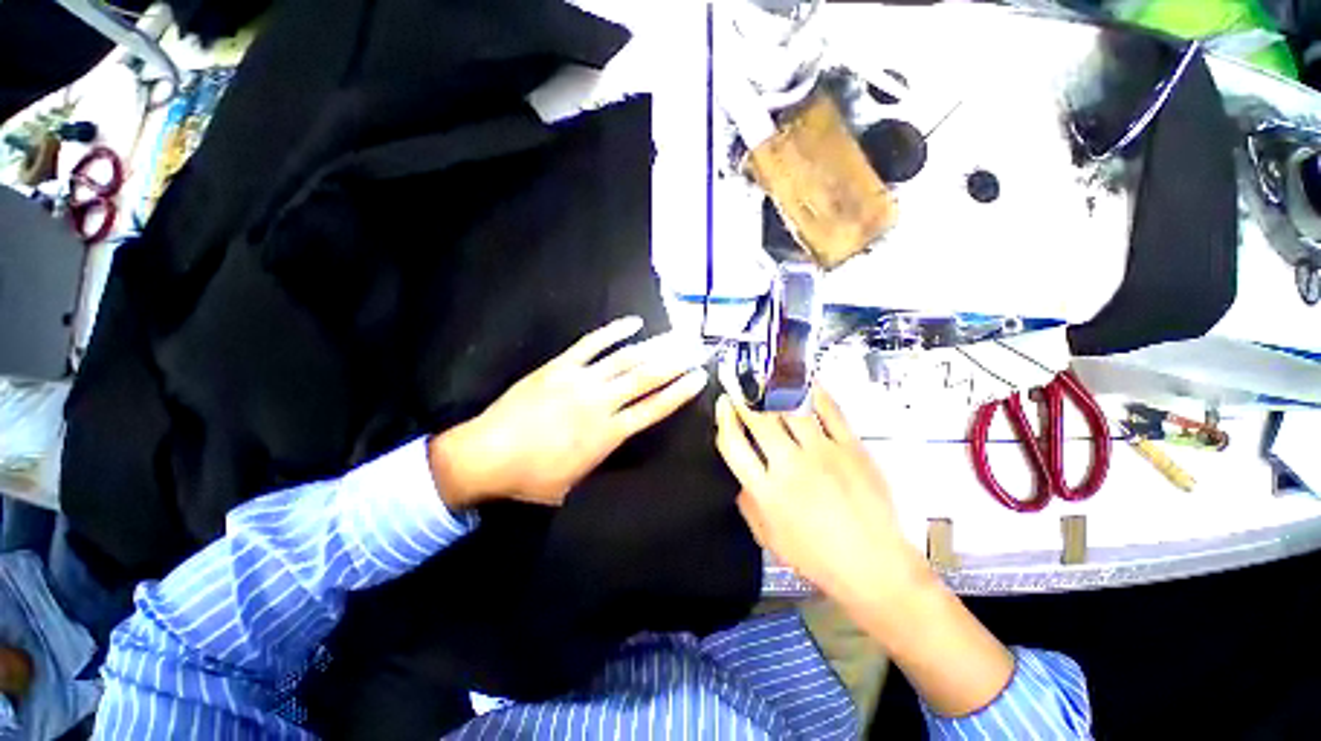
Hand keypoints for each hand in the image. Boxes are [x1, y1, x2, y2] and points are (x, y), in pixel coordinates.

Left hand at [430, 317, 708, 508]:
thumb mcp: (576, 483)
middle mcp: (600, 402)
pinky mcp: (559, 366)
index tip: (700, 377)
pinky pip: (591, 344)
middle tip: (698, 348)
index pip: (654, 408)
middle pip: (647, 377)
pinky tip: (633, 323)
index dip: (680, 392)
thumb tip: (619, 442)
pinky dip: (614, 332)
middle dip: (677, 361)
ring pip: (626, 358)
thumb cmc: (531, 478)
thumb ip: (603, 459)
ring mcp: (580, 380)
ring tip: (676, 335)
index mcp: (607, 434)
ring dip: (654, 345)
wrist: (485, 456)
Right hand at [714, 385, 925, 603]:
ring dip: (774, 388)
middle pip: (759, 420)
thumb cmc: (817, 557)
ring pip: (791, 409)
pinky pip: (831, 410)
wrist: (874, 566)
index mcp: (766, 491)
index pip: (734, 444)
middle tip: (737, 379)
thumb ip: (747, 502)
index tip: (723, 404)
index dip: (723, 419)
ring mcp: (824, 453)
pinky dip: (816, 391)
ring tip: (764, 373)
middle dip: (743, 395)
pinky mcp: (852, 447)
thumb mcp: (768, 538)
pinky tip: (805, 379)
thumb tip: (738, 473)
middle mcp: (790, 466)